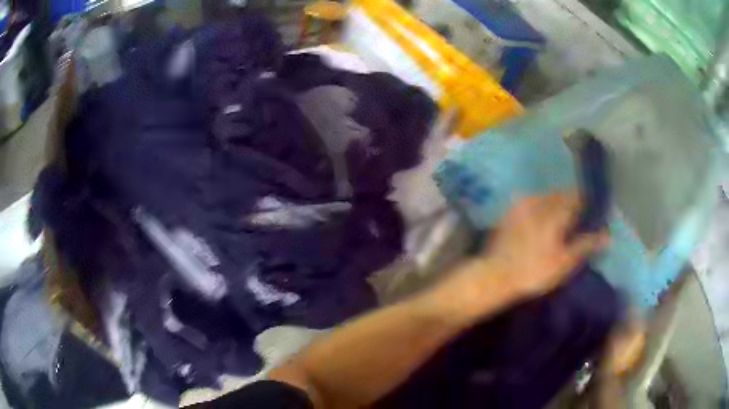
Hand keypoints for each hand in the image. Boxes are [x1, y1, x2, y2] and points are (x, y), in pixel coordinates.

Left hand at [482, 192, 609, 299]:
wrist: (495, 276)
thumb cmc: (534, 271)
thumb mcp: (565, 262)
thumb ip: (586, 245)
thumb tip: (607, 235)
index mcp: (555, 211)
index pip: (575, 197)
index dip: (584, 203)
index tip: (589, 212)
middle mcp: (539, 202)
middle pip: (559, 196)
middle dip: (569, 203)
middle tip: (574, 219)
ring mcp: (521, 206)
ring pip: (544, 198)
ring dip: (554, 205)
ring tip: (558, 222)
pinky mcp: (508, 214)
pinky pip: (529, 205)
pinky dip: (538, 210)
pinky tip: (538, 224)